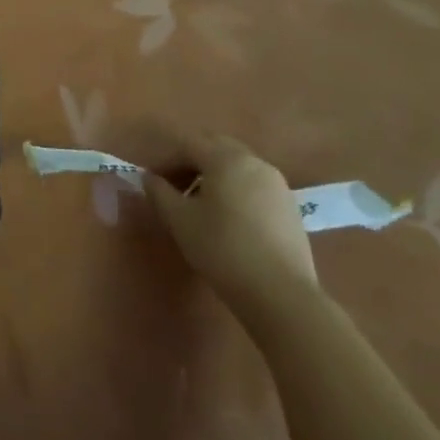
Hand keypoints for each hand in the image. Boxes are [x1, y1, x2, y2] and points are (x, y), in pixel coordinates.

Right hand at [143, 129, 317, 313]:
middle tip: (174, 186)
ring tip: (199, 203)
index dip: (165, 158)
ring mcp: (277, 185)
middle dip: (191, 161)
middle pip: (216, 148)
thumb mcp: (179, 220)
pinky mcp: (290, 208)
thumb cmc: (222, 249)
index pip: (188, 144)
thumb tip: (150, 178)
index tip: (152, 180)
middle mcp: (255, 163)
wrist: (281, 295)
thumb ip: (159, 192)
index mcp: (226, 159)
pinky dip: (235, 189)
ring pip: (237, 166)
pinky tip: (227, 218)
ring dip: (214, 175)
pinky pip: (254, 185)